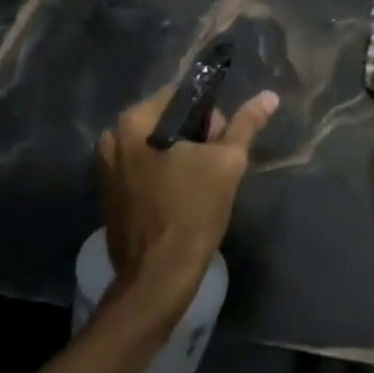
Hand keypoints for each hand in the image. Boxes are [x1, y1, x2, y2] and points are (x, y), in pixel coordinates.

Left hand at [97, 79, 279, 314]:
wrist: (158, 277)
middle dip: (194, 136)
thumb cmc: (193, 212)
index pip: (180, 95)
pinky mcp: (108, 193)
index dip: (209, 114)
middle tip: (214, 167)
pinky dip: (162, 174)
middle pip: (166, 120)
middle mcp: (112, 138)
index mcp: (133, 122)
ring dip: (179, 156)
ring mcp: (105, 168)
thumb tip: (268, 96)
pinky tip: (179, 197)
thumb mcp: (227, 163)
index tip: (222, 142)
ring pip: (154, 145)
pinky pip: (141, 168)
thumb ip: (245, 125)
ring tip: (199, 184)